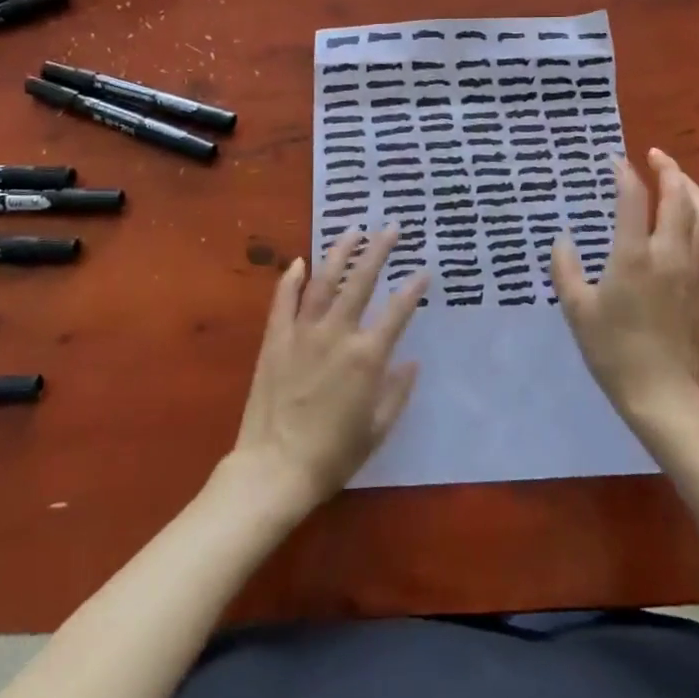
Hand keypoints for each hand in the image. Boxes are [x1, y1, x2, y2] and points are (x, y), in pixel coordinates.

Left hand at [230, 227, 428, 511]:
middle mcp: (337, 334)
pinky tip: (299, 261)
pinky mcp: (275, 339)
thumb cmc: (333, 455)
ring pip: (323, 281)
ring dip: (339, 253)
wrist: (274, 469)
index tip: (424, 271)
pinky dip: (291, 278)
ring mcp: (302, 333)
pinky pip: (283, 300)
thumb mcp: (377, 429)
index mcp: (367, 357)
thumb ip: (397, 392)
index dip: (413, 289)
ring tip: (352, 231)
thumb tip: (412, 362)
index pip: (397, 312)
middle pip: (361, 282)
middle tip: (392, 228)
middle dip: (379, 251)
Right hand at [551, 148, 698, 426]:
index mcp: (634, 256)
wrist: (662, 392)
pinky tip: (688, 223)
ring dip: (691, 188)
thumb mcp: (577, 309)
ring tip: (678, 178)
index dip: (625, 174)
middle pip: (678, 196)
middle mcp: (669, 253)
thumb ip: (566, 269)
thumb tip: (562, 240)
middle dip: (669, 169)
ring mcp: (693, 269)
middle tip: (655, 155)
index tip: (616, 161)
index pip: (634, 198)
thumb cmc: (612, 350)